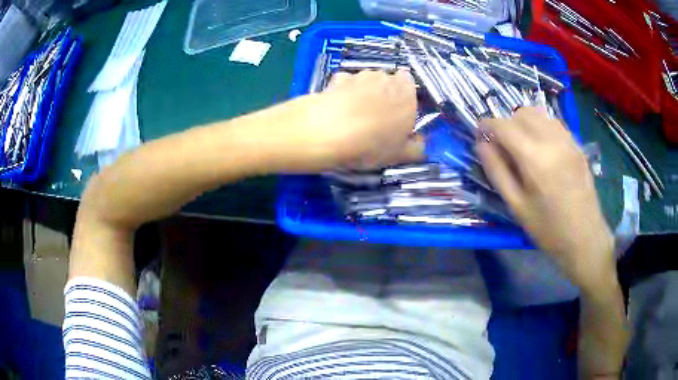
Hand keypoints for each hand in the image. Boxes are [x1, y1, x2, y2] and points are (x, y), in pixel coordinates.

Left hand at [301, 70, 423, 169]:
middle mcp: (385, 77)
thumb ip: (416, 148)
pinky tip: (337, 108)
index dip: (404, 96)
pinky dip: (343, 92)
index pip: (409, 82)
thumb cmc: (371, 143)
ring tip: (353, 115)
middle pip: (387, 81)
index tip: (398, 114)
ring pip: (365, 81)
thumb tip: (420, 143)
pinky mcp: (336, 78)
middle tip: (376, 118)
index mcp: (407, 91)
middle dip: (384, 94)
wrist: (328, 132)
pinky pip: (344, 83)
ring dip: (363, 92)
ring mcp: (359, 75)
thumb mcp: (400, 154)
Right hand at [476, 108, 614, 289]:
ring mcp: (568, 140)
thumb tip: (481, 145)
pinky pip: (553, 123)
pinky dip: (541, 127)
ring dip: (524, 123)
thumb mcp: (516, 206)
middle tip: (503, 146)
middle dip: (506, 124)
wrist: (585, 237)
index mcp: (535, 158)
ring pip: (538, 114)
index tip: (480, 135)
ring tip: (522, 146)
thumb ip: (497, 172)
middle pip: (520, 113)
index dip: (486, 126)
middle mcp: (552, 140)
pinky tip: (542, 148)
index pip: (503, 126)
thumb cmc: (548, 228)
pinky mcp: (577, 144)